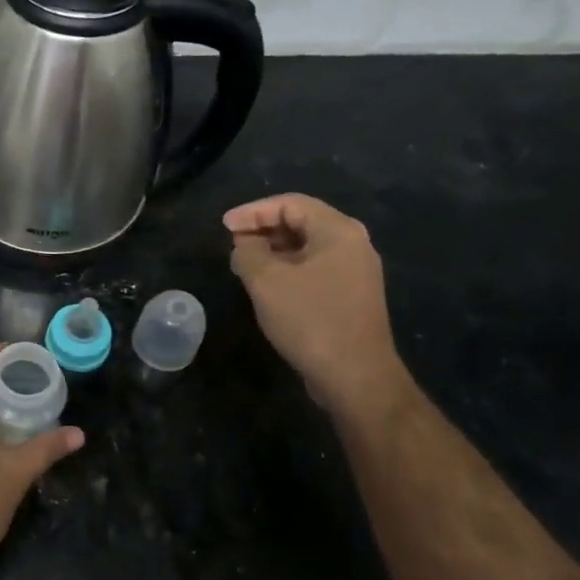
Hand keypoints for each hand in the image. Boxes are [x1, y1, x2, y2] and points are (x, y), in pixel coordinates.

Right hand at [224, 193, 410, 418]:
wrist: (355, 375)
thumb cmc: (310, 320)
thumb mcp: (266, 282)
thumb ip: (248, 253)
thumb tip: (244, 245)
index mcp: (338, 231)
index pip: (290, 204)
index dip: (253, 211)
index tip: (224, 226)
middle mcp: (353, 245)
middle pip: (302, 222)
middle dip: (263, 229)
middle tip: (232, 244)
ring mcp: (355, 272)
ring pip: (307, 248)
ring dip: (273, 251)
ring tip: (243, 264)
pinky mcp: (351, 297)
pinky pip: (314, 269)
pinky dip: (287, 269)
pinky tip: (267, 286)